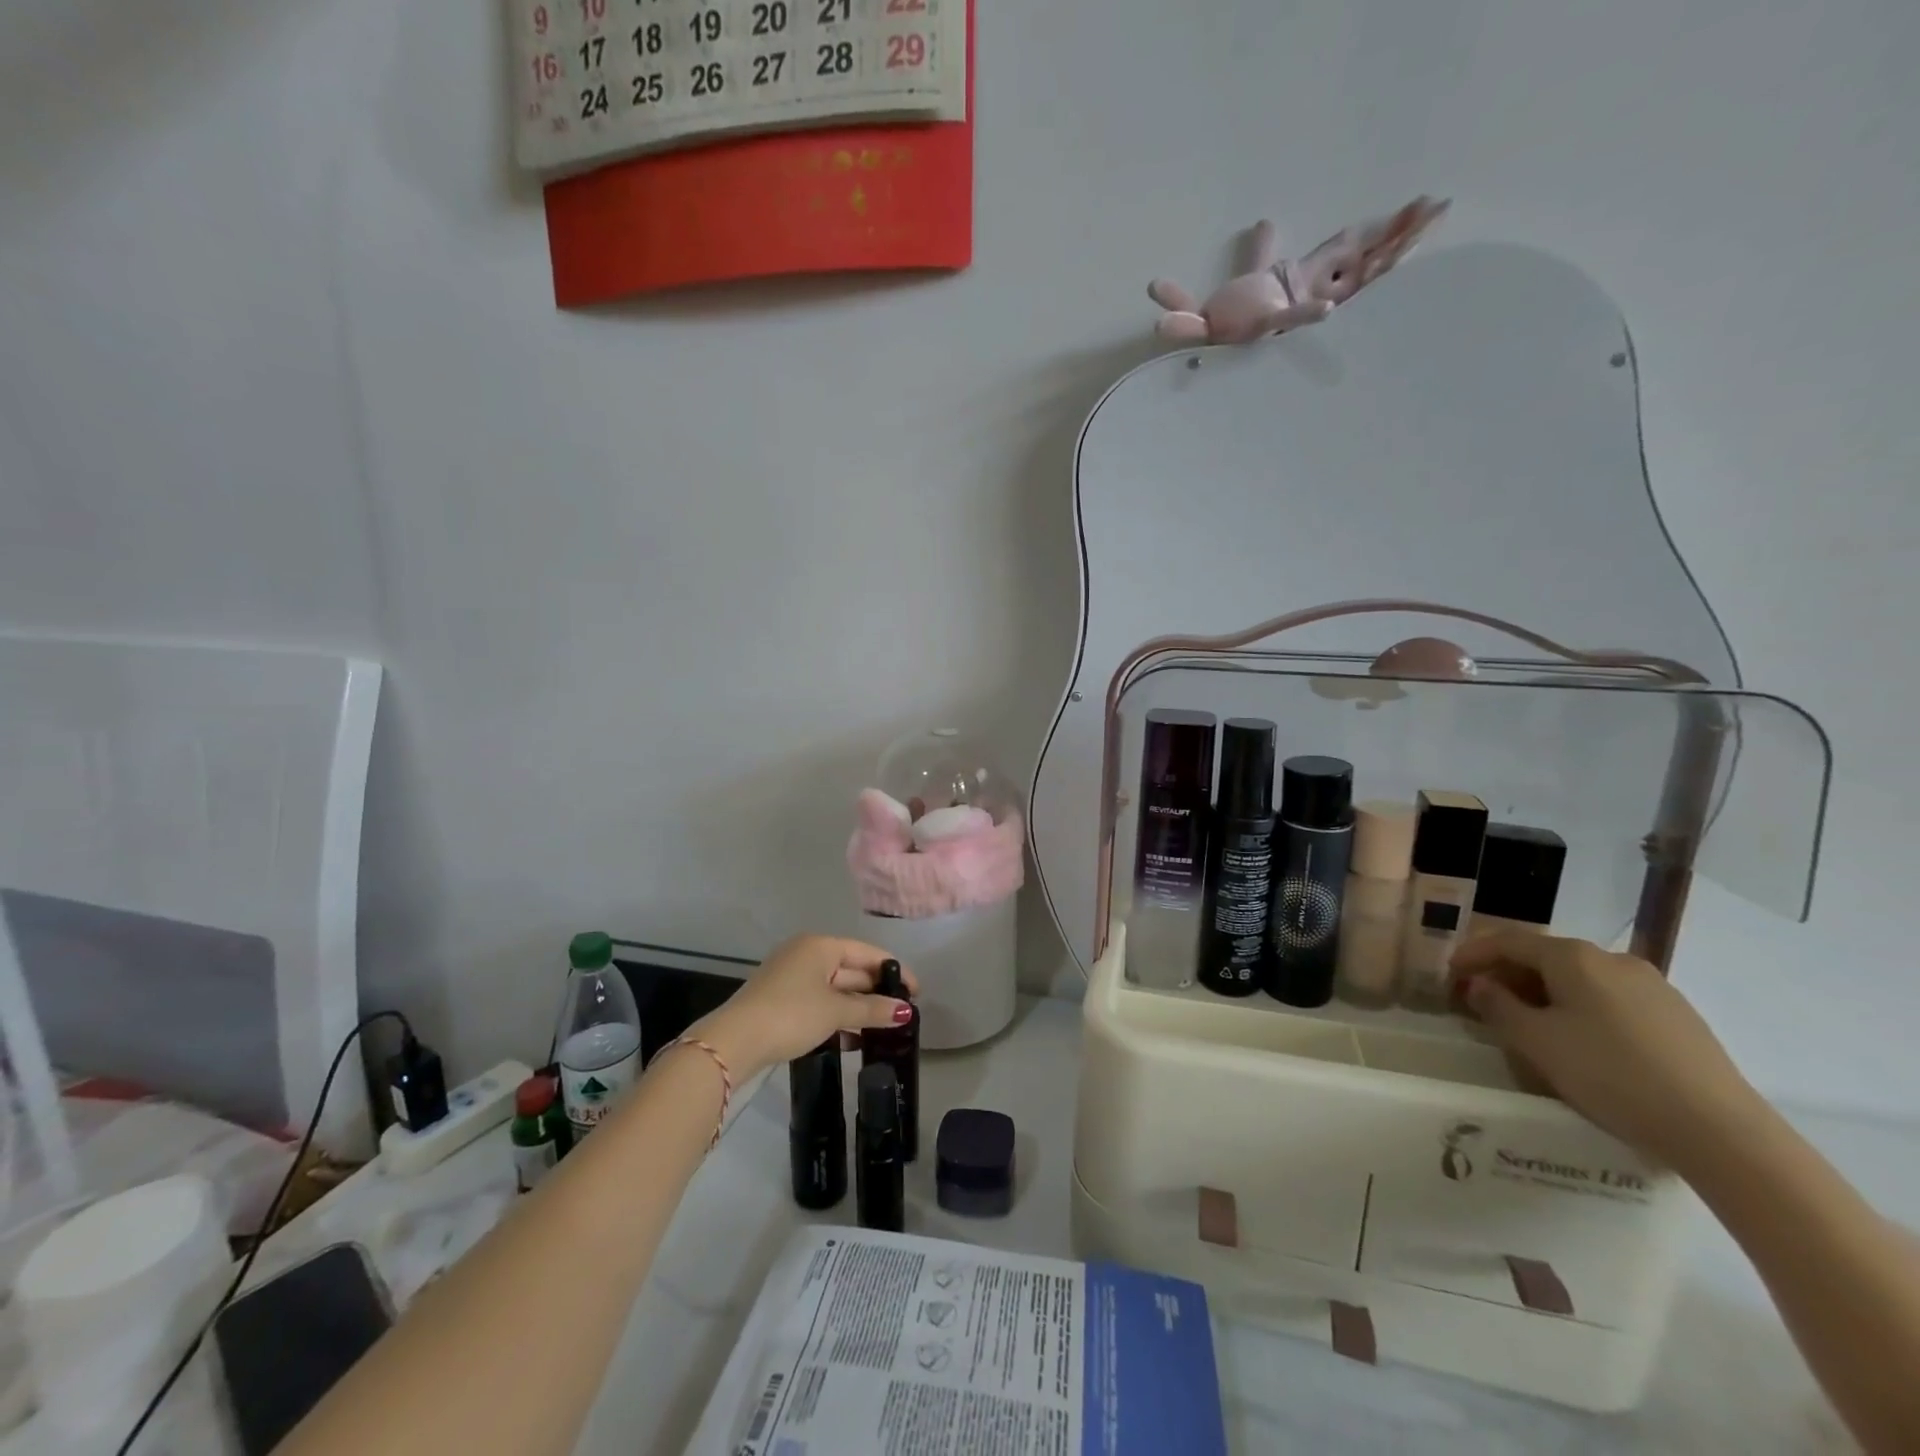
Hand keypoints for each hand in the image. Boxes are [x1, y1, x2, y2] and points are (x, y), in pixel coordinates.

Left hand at [689, 935, 916, 1077]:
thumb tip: (906, 1012)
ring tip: (883, 1029)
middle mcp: (806, 953)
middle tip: (902, 1013)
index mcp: (821, 945)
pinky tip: (853, 1038)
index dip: (895, 971)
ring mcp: (791, 976)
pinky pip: (820, 1001)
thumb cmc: (791, 1014)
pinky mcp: (781, 999)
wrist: (734, 1041)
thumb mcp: (835, 1012)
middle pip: (852, 969)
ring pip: (836, 988)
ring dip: (858, 1008)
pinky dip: (838, 1016)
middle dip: (876, 992)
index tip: (917, 992)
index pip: (868, 952)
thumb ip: (872, 1011)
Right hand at [1451, 932, 1760, 1165]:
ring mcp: (1652, 987)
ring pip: (1579, 980)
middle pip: (1544, 957)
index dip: (1472, 954)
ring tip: (1528, 1027)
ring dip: (1544, 995)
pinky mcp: (1677, 1017)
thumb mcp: (1536, 1042)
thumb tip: (1479, 986)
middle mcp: (1612, 959)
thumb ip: (1498, 1007)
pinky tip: (1578, 1043)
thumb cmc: (1611, 1074)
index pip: (1507, 941)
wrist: (1720, 1131)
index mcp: (1574, 957)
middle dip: (1508, 977)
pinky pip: (1610, 1001)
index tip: (1449, 976)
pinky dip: (1579, 1010)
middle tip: (1483, 1004)